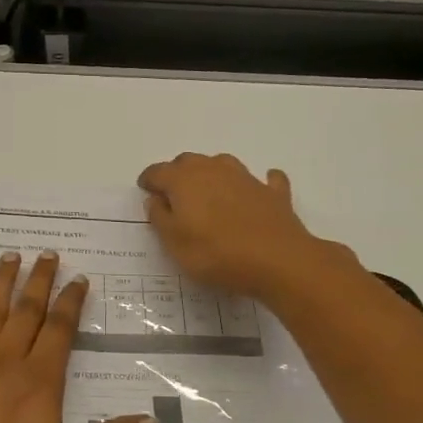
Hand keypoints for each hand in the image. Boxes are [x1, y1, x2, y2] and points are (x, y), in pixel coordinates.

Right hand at [138, 153, 343, 299]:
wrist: (277, 260)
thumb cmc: (216, 254)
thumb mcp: (174, 244)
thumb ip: (160, 218)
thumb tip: (155, 199)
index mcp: (184, 181)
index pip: (158, 172)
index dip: (149, 180)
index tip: (145, 189)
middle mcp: (213, 170)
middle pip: (189, 162)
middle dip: (177, 173)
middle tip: (173, 194)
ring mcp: (246, 178)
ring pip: (222, 164)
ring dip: (212, 173)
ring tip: (209, 191)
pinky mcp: (272, 193)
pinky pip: (265, 180)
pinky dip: (259, 182)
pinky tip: (258, 190)